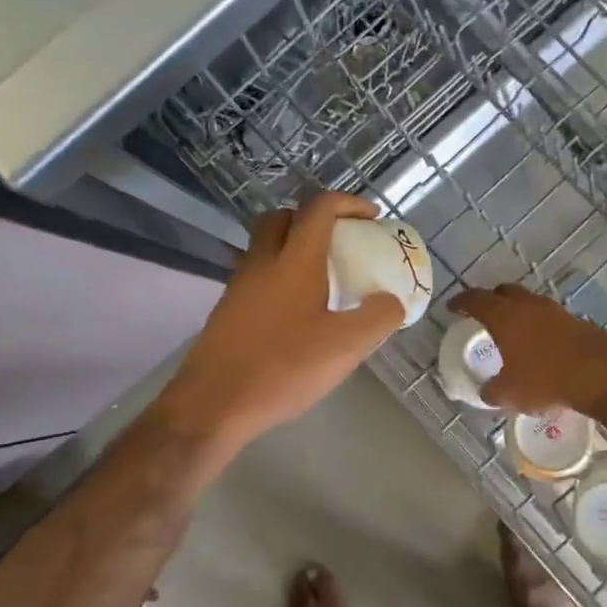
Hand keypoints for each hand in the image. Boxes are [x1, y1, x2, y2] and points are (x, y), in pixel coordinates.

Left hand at [157, 193, 403, 458]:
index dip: (349, 204)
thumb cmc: (282, 368)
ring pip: (264, 246)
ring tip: (320, 278)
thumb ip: (377, 318)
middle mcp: (262, 262)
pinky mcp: (227, 310)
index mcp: (294, 261)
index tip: (372, 218)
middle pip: (283, 217)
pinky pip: (256, 275)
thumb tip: (392, 301)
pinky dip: (277, 276)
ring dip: (292, 247)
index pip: (319, 209)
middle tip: (338, 241)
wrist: (213, 403)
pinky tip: (295, 311)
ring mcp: (239, 285)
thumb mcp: (345, 347)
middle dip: (313, 218)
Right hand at [449, 284, 606, 419]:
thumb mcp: (509, 393)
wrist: (600, 374)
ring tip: (513, 330)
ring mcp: (554, 310)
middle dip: (492, 299)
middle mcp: (528, 305)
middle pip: (504, 292)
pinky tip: (540, 343)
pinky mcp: (576, 320)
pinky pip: (548, 317)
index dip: (461, 302)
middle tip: (484, 313)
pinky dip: (539, 324)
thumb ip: (492, 391)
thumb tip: (487, 391)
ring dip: (518, 311)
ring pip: (529, 302)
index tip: (453, 307)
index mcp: (504, 316)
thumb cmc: (545, 379)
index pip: (476, 300)